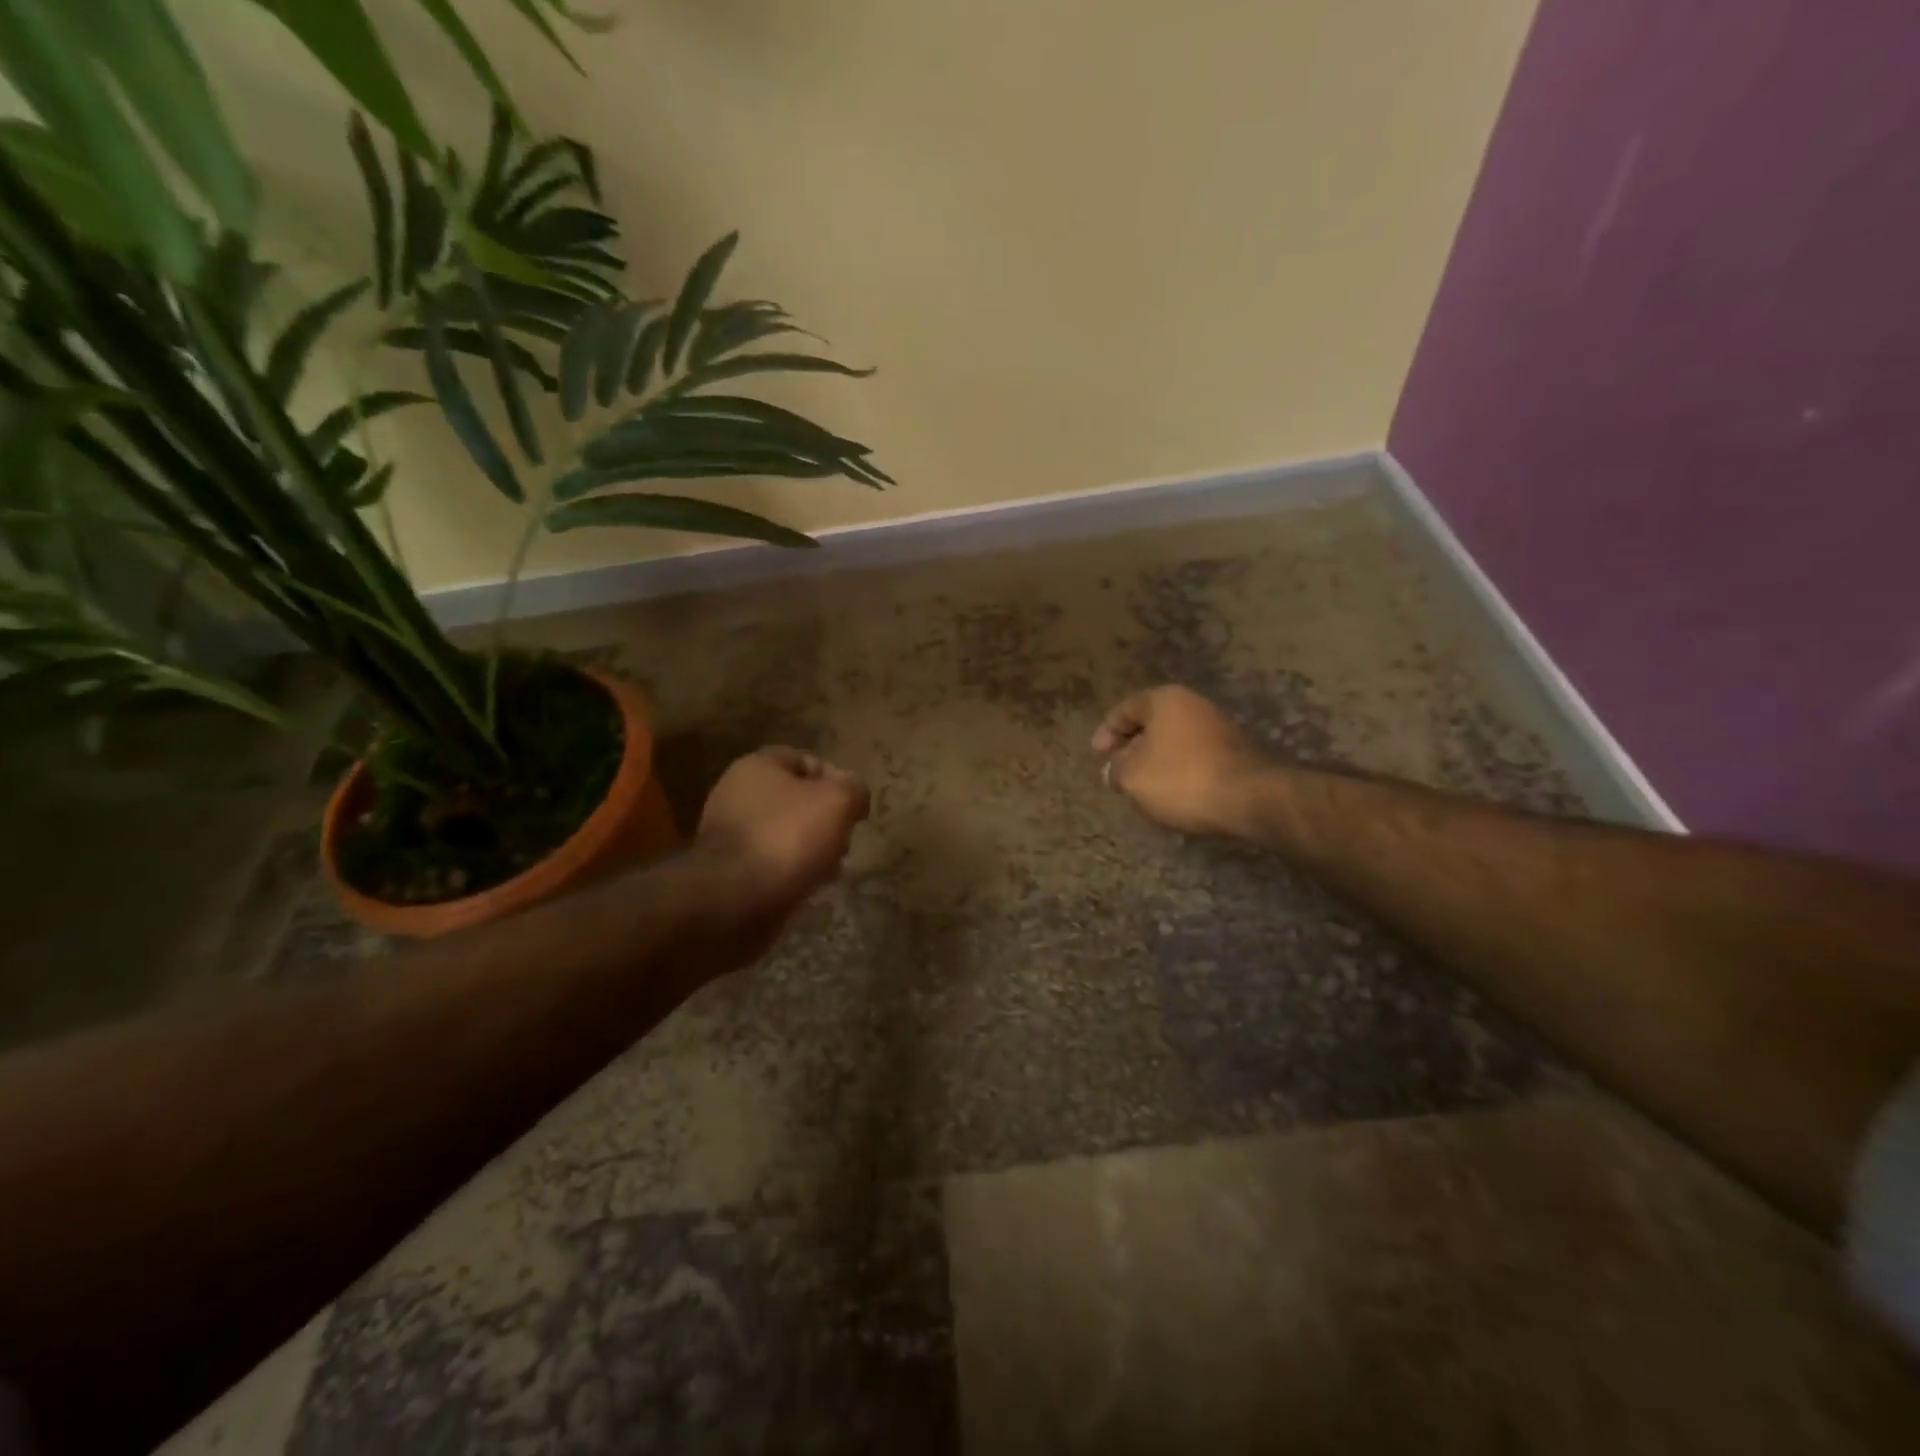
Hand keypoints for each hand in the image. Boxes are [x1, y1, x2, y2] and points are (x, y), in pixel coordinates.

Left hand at [694, 747, 870, 920]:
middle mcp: (737, 794)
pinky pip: (772, 863)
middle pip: (796, 799)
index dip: (836, 780)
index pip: (806, 760)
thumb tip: (854, 796)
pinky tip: (810, 887)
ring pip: (785, 833)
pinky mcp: (728, 871)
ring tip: (832, 869)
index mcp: (757, 766)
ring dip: (812, 848)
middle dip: (825, 820)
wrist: (733, 900)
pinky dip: (792, 872)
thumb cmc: (787, 837)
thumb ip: (854, 789)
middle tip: (844, 840)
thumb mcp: (838, 801)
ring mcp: (730, 834)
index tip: (853, 807)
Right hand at [1092, 685, 1264, 835]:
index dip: (1106, 731)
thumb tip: (1114, 770)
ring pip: (1174, 740)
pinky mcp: (1235, 752)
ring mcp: (1219, 726)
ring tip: (1142, 785)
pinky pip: (1194, 756)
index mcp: (1165, 699)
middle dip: (1132, 746)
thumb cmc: (1181, 778)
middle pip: (1152, 723)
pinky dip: (1178, 770)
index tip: (1096, 755)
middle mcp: (1194, 704)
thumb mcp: (1133, 777)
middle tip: (1117, 769)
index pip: (1126, 709)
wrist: (1249, 798)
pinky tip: (1172, 792)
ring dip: (1155, 760)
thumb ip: (1116, 770)